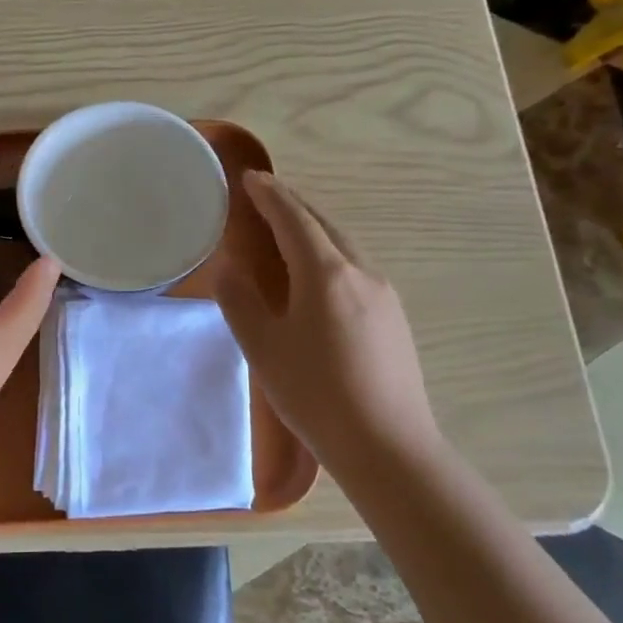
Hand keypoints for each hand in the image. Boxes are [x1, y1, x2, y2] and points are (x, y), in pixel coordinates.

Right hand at [213, 170, 441, 472]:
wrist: (387, 446)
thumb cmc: (315, 394)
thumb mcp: (263, 349)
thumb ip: (240, 303)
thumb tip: (228, 270)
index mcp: (325, 274)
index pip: (294, 219)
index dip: (270, 195)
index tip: (251, 177)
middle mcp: (361, 272)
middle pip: (325, 224)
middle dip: (295, 205)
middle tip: (267, 195)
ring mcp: (384, 295)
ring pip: (345, 245)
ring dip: (315, 228)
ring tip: (289, 229)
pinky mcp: (394, 318)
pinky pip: (357, 267)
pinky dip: (331, 253)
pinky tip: (319, 274)